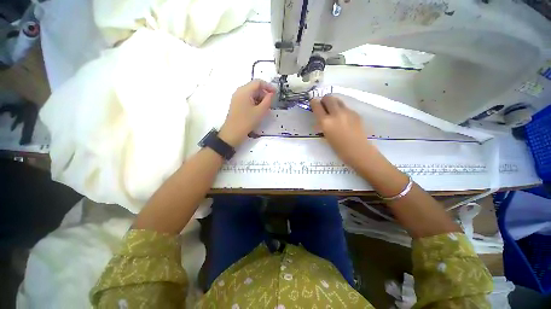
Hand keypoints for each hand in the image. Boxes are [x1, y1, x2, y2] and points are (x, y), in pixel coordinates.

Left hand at [219, 80, 275, 146]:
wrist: (233, 133)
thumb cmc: (247, 121)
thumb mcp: (260, 111)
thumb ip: (268, 100)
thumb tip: (271, 94)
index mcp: (245, 91)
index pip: (258, 82)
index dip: (268, 86)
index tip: (275, 93)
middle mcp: (239, 91)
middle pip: (254, 87)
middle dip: (264, 93)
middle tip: (271, 102)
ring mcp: (237, 98)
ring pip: (251, 94)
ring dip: (260, 98)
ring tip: (265, 108)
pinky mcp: (236, 104)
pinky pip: (247, 99)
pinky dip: (254, 102)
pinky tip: (258, 110)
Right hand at [311, 96, 372, 166]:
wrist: (358, 150)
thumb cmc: (338, 148)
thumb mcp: (326, 135)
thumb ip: (323, 124)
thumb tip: (321, 117)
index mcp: (325, 122)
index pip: (316, 105)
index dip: (313, 102)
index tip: (313, 103)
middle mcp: (336, 113)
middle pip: (328, 98)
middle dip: (324, 100)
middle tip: (324, 106)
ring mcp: (347, 112)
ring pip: (338, 100)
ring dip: (333, 103)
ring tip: (333, 110)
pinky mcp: (355, 113)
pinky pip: (346, 107)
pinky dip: (342, 109)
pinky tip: (344, 118)